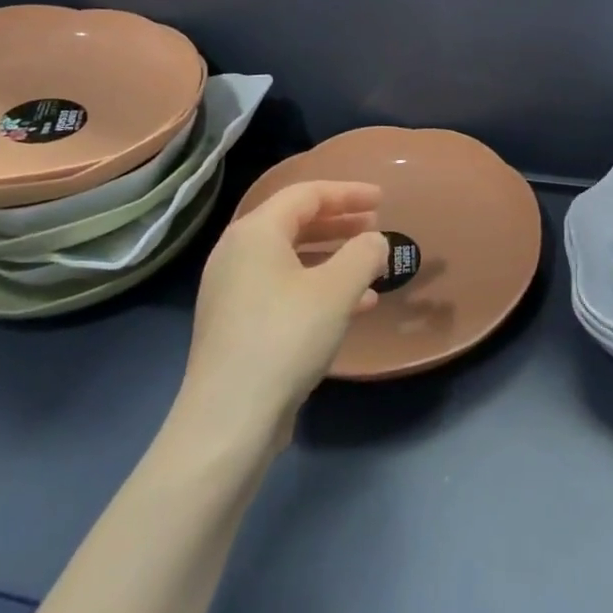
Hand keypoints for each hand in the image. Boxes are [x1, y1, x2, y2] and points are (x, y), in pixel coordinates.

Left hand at [181, 181, 388, 439]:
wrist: (229, 419)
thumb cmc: (285, 339)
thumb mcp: (337, 291)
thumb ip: (363, 254)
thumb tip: (375, 241)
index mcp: (255, 232)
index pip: (305, 194)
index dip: (347, 192)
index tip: (382, 198)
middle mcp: (237, 253)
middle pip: (295, 222)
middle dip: (339, 222)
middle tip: (375, 224)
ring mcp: (233, 290)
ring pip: (291, 258)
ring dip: (333, 257)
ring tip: (370, 267)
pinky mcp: (237, 323)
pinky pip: (284, 288)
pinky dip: (318, 287)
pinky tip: (353, 306)